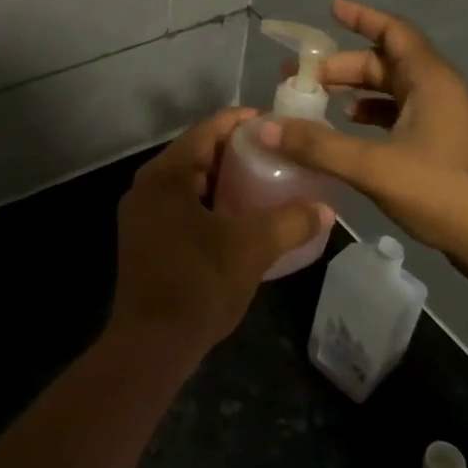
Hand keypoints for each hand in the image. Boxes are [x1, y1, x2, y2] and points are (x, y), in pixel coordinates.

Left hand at [112, 108, 331, 360]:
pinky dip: (209, 202)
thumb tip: (326, 209)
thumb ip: (290, 222)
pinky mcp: (144, 238)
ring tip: (262, 180)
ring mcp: (141, 214)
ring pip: (188, 182)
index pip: (206, 131)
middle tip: (274, 151)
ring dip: (222, 178)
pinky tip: (237, 216)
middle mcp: (147, 186)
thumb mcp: (251, 249)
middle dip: (234, 151)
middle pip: (195, 153)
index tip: (273, 122)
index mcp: (166, 175)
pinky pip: (181, 204)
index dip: (240, 122)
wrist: (150, 345)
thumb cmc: (198, 285)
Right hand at [264, 0, 467, 275]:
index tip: (331, 9)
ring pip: (389, 90)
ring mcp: (440, 118)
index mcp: (429, 80)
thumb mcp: (374, 167)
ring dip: (354, 90)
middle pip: (384, 62)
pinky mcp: (438, 144)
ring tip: (316, 101)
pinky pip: (396, 115)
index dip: (363, 18)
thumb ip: (318, 145)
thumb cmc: (443, 192)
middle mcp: (436, 90)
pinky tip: (346, 129)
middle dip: (342, 66)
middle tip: (300, 77)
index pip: (393, 33)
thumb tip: (264, 127)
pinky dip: (369, 115)